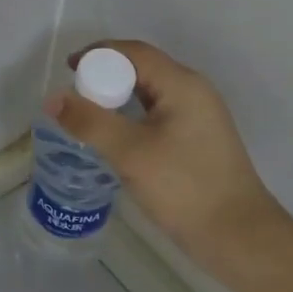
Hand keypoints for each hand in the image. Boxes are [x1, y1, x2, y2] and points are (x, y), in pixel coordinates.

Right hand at [48, 40, 283, 281]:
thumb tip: (52, 98)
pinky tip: (116, 140)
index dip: (98, 54)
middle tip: (75, 99)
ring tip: (88, 119)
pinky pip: (158, 114)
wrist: (240, 239)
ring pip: (149, 94)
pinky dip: (132, 118)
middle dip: (105, 77)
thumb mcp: (130, 153)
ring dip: (117, 99)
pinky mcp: (198, 140)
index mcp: (182, 84)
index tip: (68, 70)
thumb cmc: (185, 188)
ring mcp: (199, 117)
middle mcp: (194, 92)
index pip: (134, 52)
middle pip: (142, 69)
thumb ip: (89, 122)